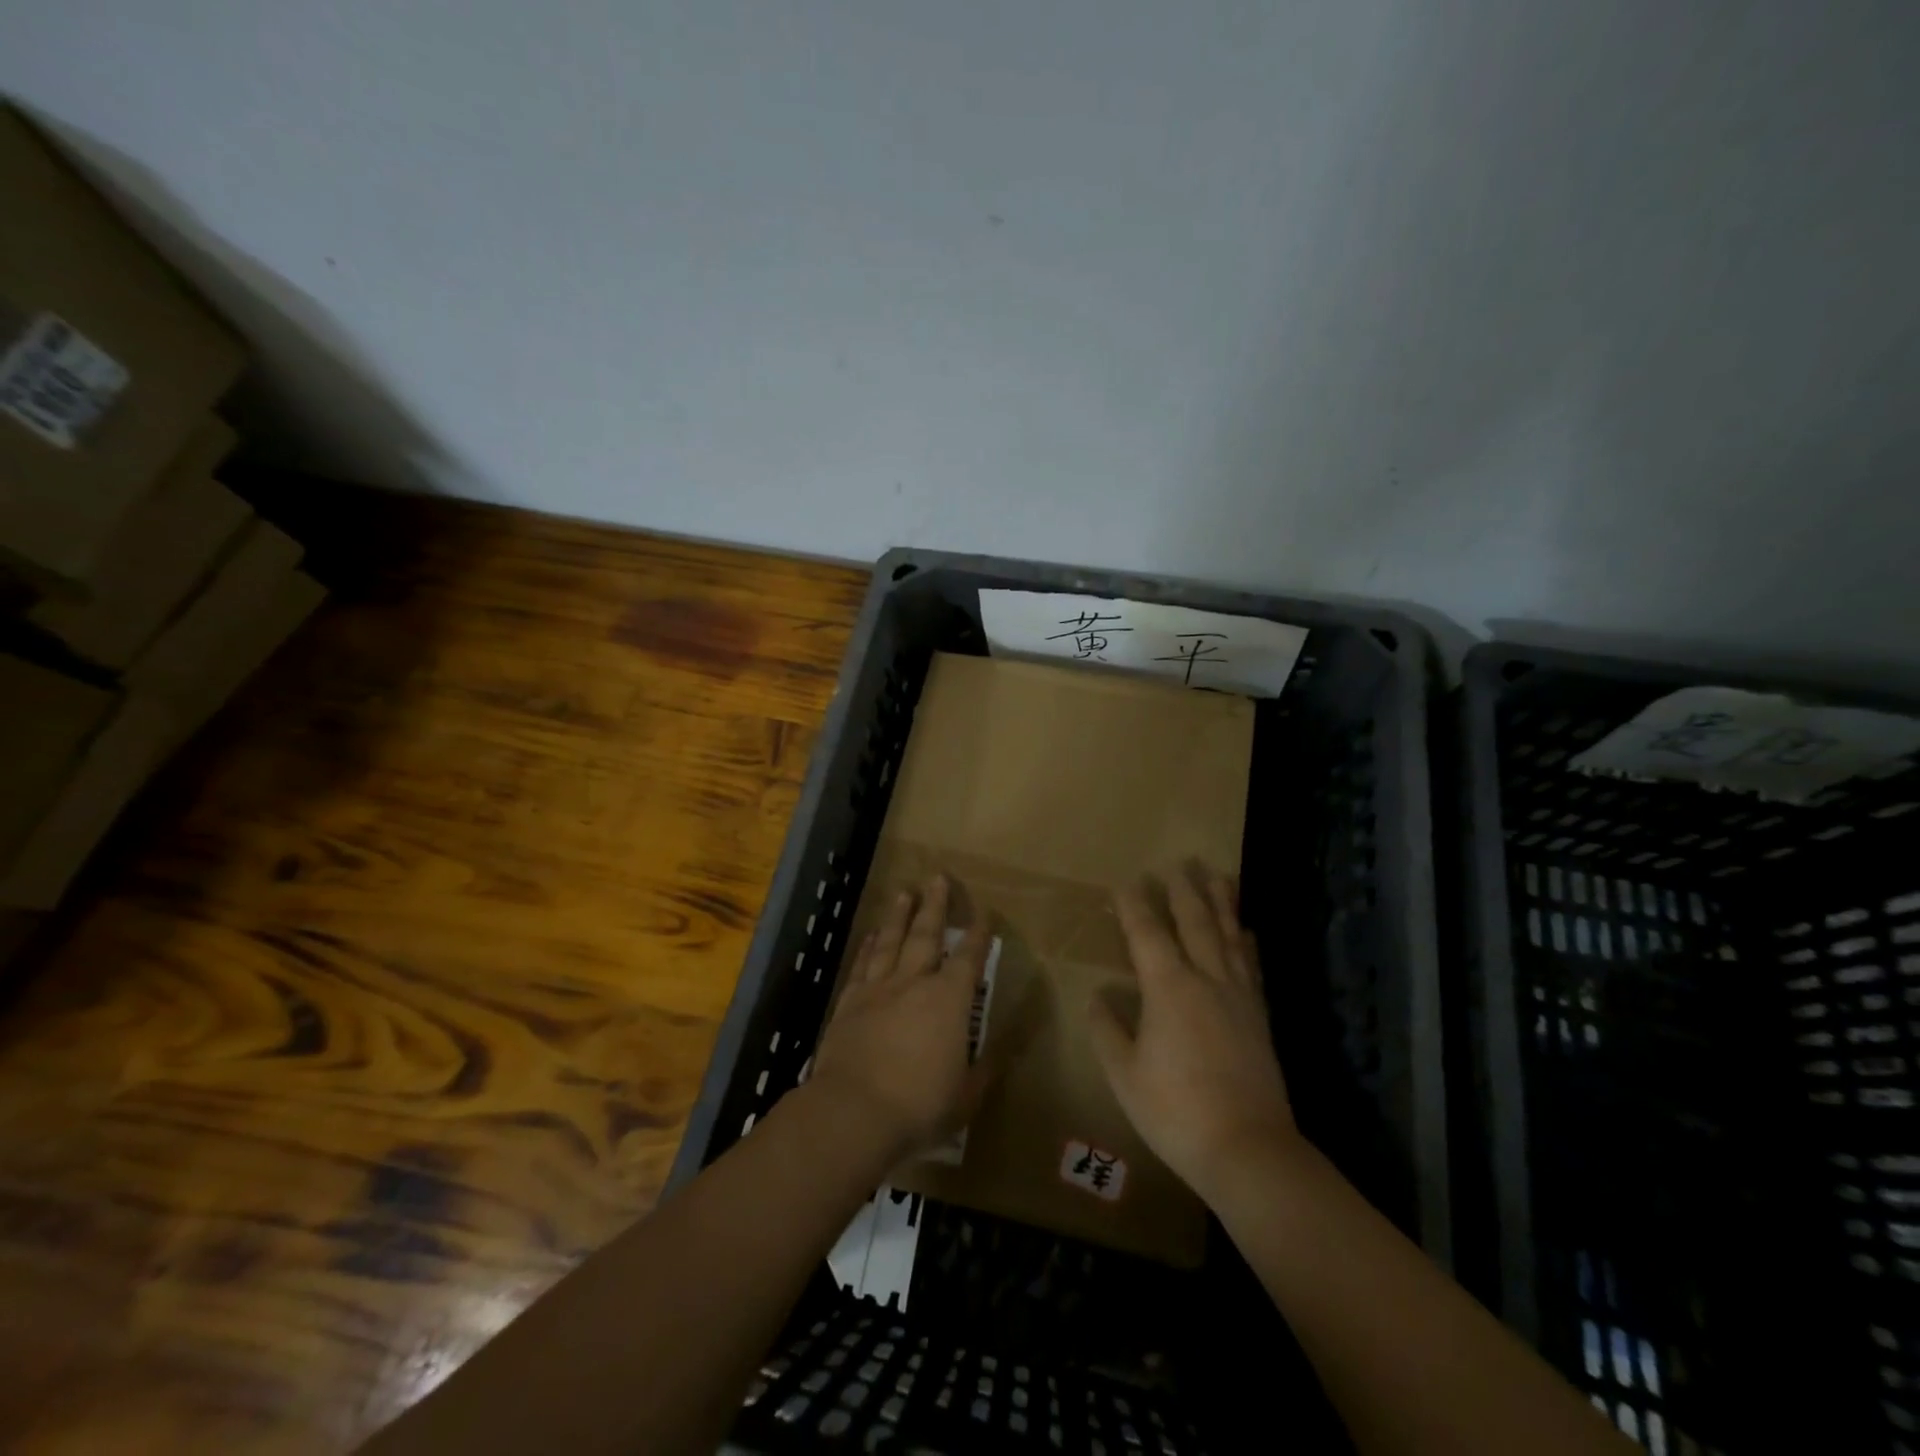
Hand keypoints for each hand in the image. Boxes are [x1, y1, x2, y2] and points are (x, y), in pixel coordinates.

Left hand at [808, 875, 993, 1163]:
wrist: (853, 1112)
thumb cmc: (919, 1105)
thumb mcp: (966, 1096)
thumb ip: (985, 1069)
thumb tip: (1005, 1050)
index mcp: (948, 1001)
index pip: (968, 959)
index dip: (978, 935)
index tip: (983, 912)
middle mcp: (914, 983)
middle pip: (926, 935)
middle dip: (935, 905)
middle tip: (938, 877)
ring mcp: (878, 989)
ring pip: (891, 941)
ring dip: (899, 915)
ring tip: (905, 892)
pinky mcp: (849, 1002)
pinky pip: (862, 965)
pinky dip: (868, 946)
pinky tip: (871, 935)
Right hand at [1088, 863, 1296, 1204]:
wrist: (1248, 1149)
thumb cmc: (1175, 1111)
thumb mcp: (1124, 1074)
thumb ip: (1108, 1029)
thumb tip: (1097, 996)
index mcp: (1168, 989)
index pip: (1147, 934)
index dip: (1135, 905)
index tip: (1127, 881)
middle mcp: (1206, 980)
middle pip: (1195, 923)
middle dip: (1184, 890)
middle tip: (1179, 862)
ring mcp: (1238, 997)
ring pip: (1229, 936)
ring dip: (1221, 902)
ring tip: (1218, 875)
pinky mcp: (1259, 1017)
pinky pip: (1252, 966)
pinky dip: (1247, 942)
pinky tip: (1247, 931)